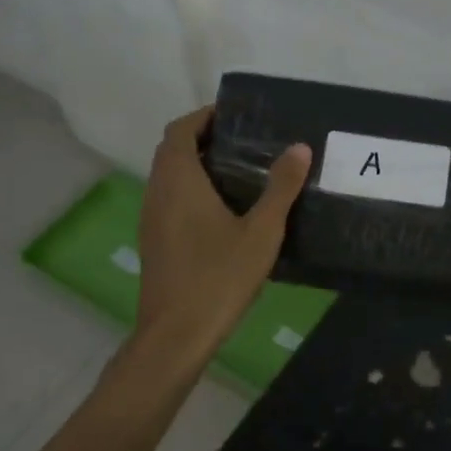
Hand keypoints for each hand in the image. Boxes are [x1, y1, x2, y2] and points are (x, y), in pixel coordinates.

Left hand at [135, 107, 311, 355]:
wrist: (176, 334)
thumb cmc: (219, 277)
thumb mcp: (261, 231)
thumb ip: (281, 187)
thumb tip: (299, 147)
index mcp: (179, 181)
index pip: (180, 130)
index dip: (203, 116)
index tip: (234, 115)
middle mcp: (158, 193)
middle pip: (172, 151)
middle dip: (202, 138)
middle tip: (244, 142)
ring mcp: (151, 219)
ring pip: (168, 177)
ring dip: (195, 165)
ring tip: (240, 171)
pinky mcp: (155, 241)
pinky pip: (169, 199)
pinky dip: (191, 190)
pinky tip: (223, 210)